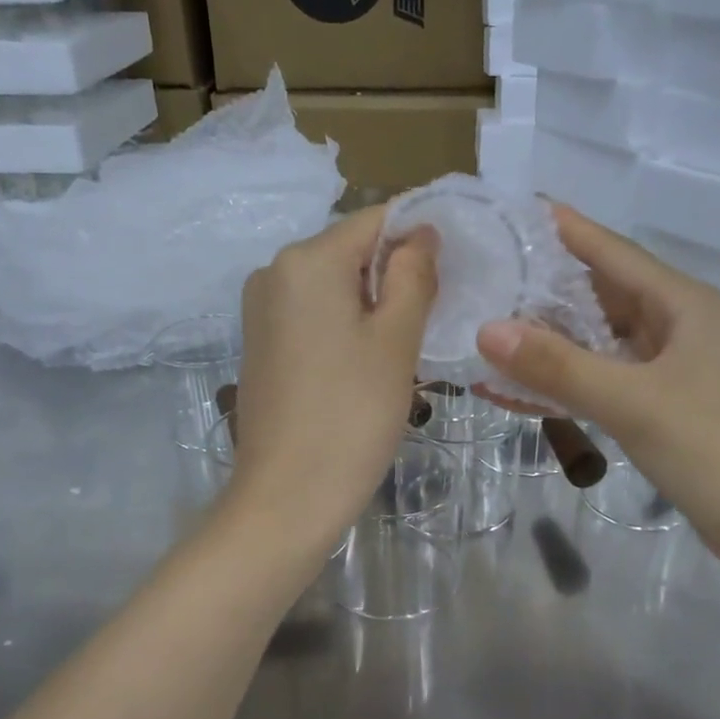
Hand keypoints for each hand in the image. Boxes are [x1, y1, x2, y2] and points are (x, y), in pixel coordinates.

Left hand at [230, 205, 437, 549]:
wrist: (287, 497)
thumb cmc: (352, 415)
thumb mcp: (396, 341)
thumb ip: (413, 276)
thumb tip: (420, 233)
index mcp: (306, 260)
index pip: (377, 221)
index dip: (422, 235)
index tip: (459, 266)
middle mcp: (274, 272)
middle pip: (352, 252)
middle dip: (397, 274)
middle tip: (439, 316)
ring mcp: (261, 310)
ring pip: (334, 287)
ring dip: (374, 304)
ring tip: (406, 347)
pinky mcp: (260, 345)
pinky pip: (313, 316)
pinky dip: (346, 326)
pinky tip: (367, 365)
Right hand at [476, 204, 719, 563]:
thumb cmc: (713, 449)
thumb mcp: (631, 402)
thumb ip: (559, 367)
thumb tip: (487, 330)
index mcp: (680, 303)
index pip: (610, 251)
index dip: (562, 229)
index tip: (511, 213)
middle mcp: (675, 325)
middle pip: (599, 293)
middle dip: (543, 288)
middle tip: (483, 278)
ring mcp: (668, 367)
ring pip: (597, 339)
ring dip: (548, 340)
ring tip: (487, 330)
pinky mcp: (660, 405)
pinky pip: (601, 379)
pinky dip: (564, 381)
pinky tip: (518, 387)